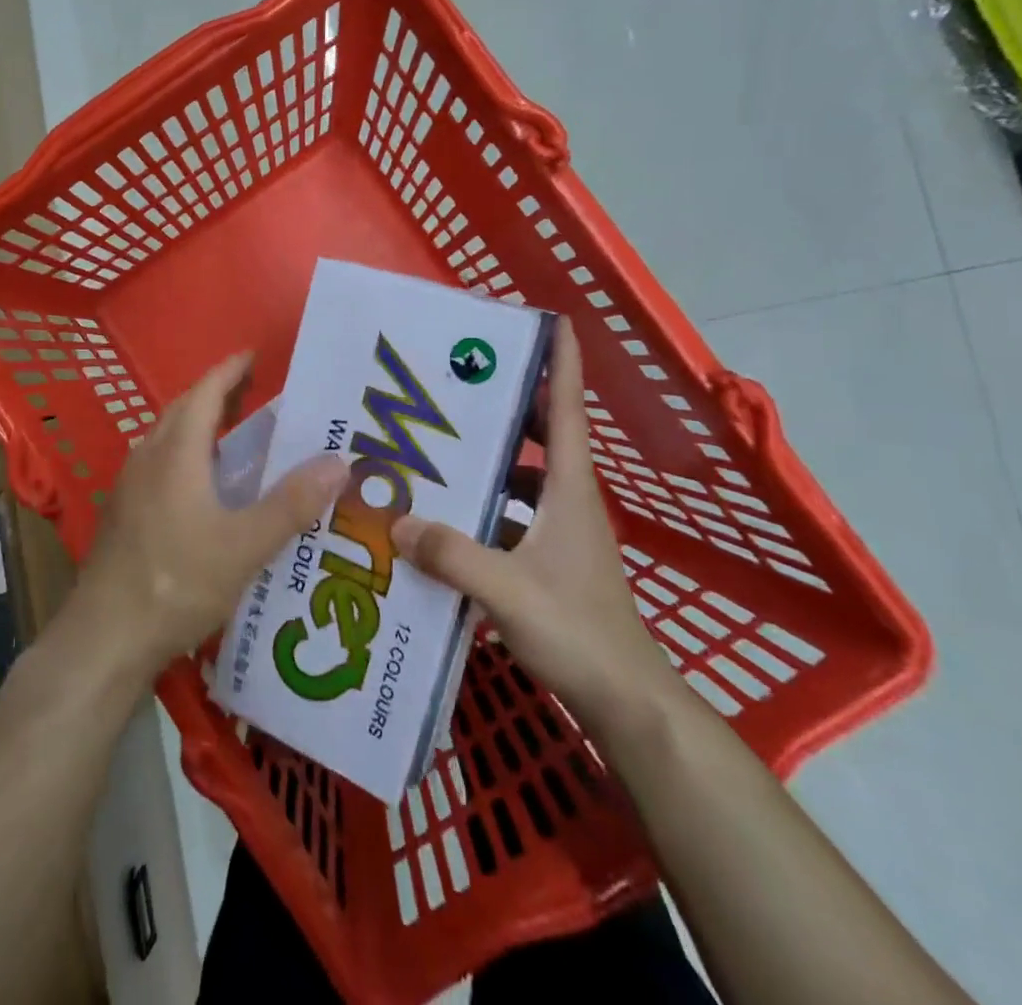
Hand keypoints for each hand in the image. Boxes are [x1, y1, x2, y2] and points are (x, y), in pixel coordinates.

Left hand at [69, 352, 348, 680]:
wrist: (106, 636)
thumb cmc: (177, 582)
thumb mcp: (245, 546)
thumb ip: (292, 504)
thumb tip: (339, 462)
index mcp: (177, 452)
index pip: (205, 393)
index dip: (230, 371)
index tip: (254, 355)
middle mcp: (148, 457)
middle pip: (184, 409)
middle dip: (217, 394)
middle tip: (255, 393)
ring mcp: (130, 485)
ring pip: (168, 437)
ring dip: (200, 424)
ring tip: (236, 435)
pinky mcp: (124, 513)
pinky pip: (159, 463)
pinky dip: (186, 454)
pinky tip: (204, 486)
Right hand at [390, 320, 673, 731]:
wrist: (626, 701)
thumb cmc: (578, 632)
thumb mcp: (508, 589)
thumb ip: (451, 554)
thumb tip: (395, 522)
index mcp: (569, 488)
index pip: (567, 409)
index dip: (561, 361)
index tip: (545, 319)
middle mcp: (567, 500)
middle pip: (539, 435)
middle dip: (505, 404)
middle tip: (453, 386)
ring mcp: (558, 532)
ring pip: (520, 477)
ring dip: (486, 460)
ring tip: (434, 450)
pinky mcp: (547, 561)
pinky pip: (508, 515)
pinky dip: (480, 508)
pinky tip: (440, 518)